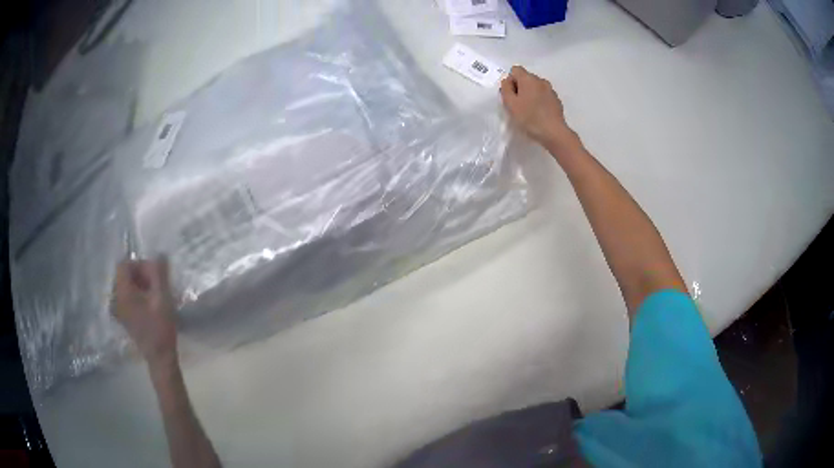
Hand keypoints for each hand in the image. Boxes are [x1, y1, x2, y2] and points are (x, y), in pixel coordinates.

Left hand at [113, 259, 177, 364]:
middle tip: (157, 285)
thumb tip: (159, 254)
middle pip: (124, 274)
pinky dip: (137, 294)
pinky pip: (126, 296)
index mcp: (123, 292)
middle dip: (140, 274)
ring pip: (126, 285)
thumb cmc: (161, 327)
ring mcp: (118, 309)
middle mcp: (116, 298)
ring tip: (154, 295)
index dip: (139, 264)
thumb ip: (159, 274)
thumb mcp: (163, 298)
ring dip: (140, 284)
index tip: (153, 275)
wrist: (159, 356)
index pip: (124, 265)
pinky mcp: (123, 316)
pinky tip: (149, 304)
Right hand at [500, 66, 577, 151]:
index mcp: (529, 79)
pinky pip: (544, 95)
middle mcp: (541, 80)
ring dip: (530, 94)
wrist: (554, 132)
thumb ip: (505, 88)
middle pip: (526, 78)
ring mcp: (550, 90)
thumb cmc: (529, 118)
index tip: (511, 95)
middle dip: (520, 88)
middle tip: (518, 105)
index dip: (510, 81)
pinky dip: (539, 101)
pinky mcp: (556, 100)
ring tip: (529, 110)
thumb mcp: (510, 103)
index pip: (515, 70)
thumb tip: (508, 81)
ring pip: (535, 87)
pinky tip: (539, 114)